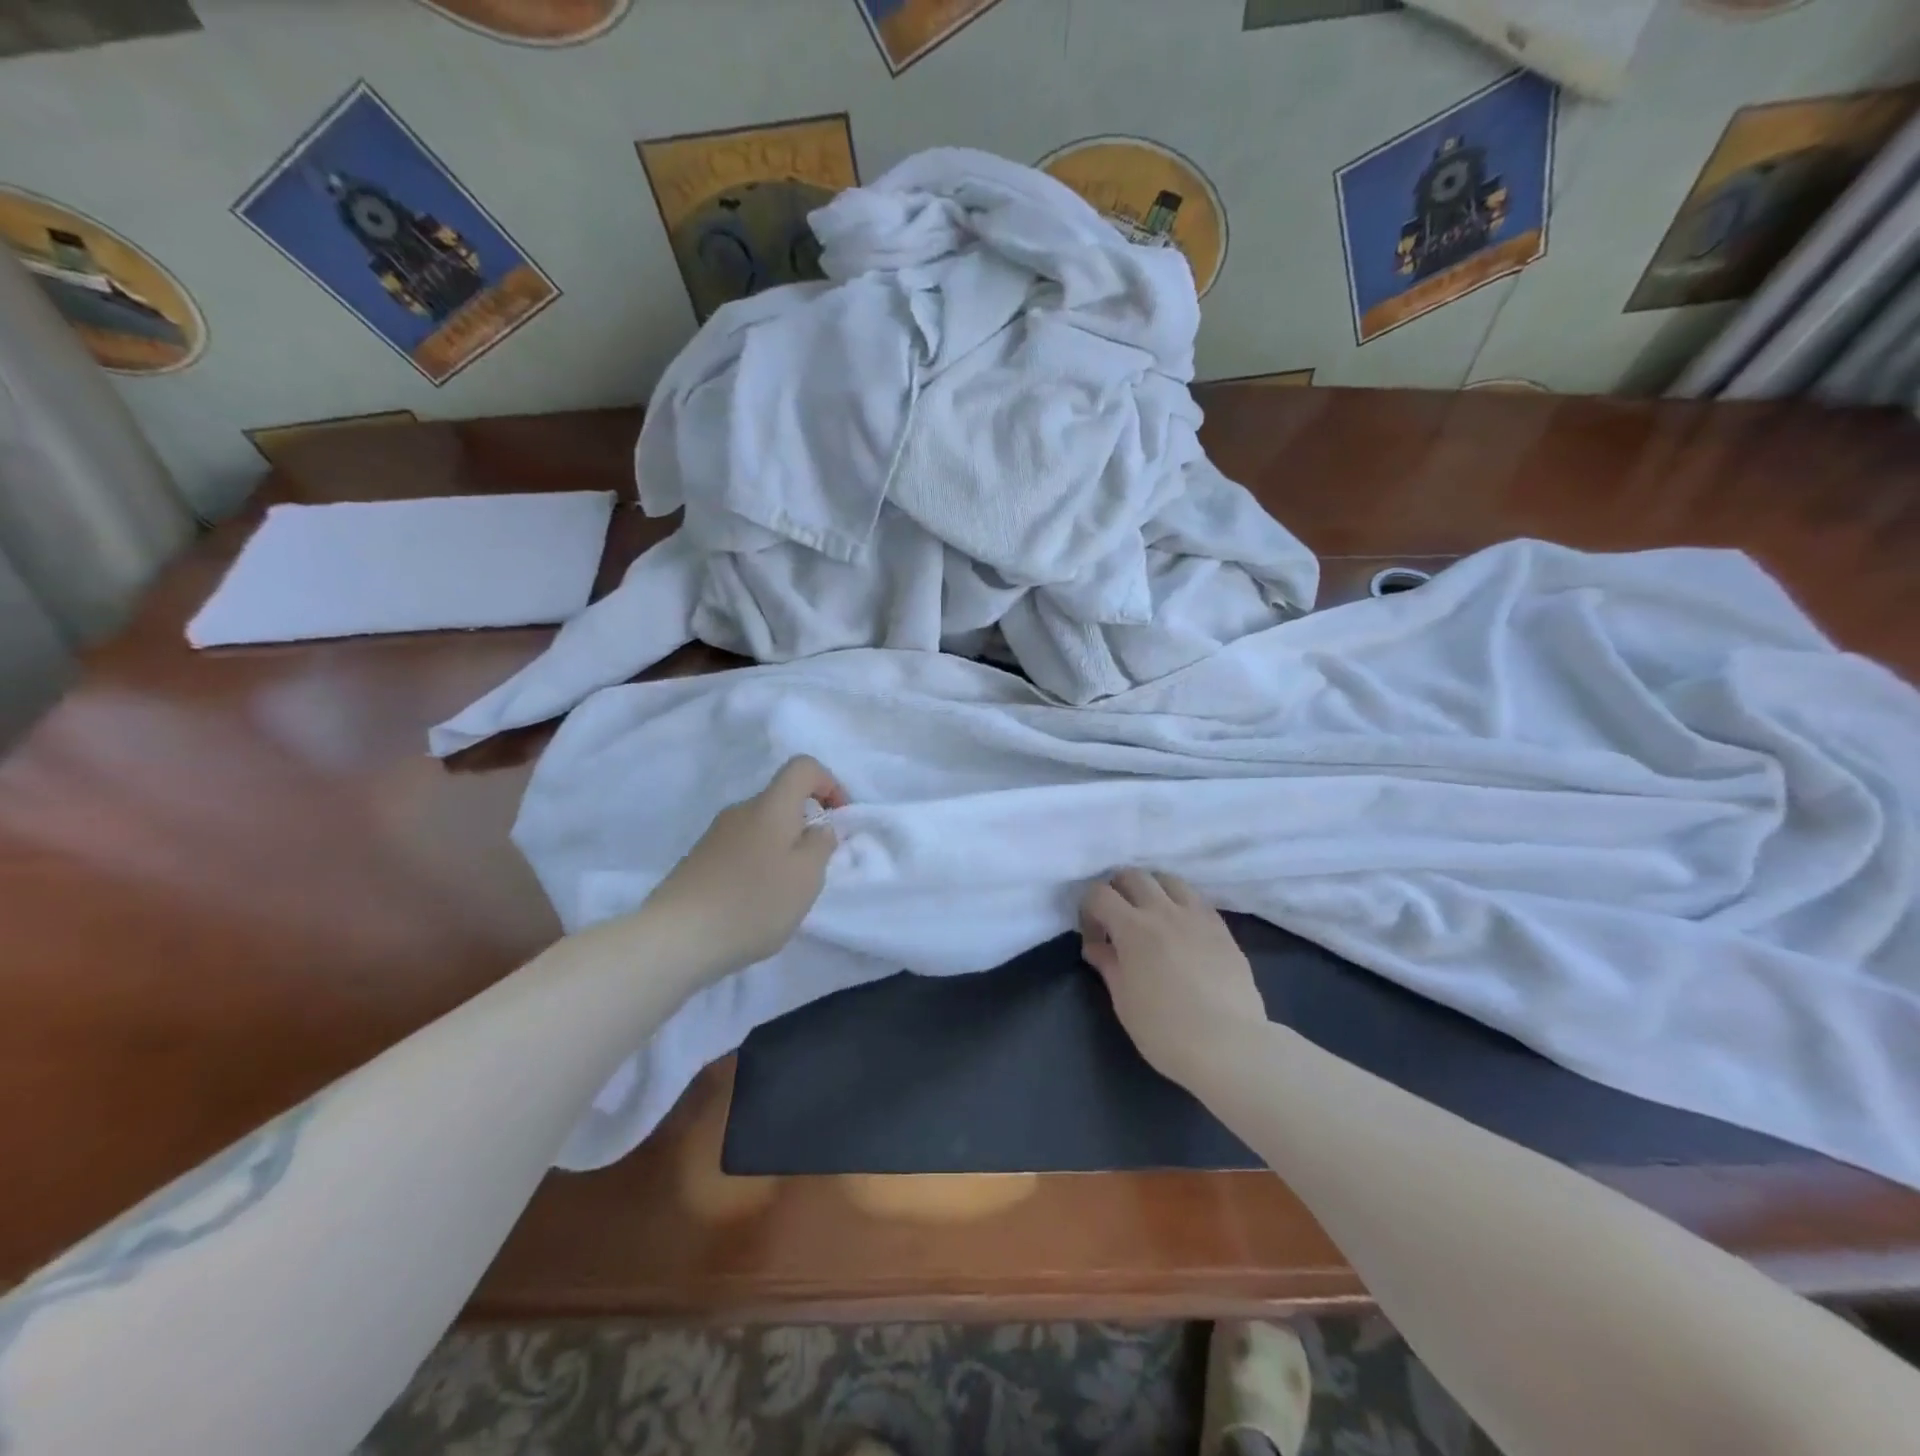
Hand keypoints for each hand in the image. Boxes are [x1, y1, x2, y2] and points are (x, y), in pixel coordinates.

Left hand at [644, 756, 847, 981]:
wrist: (676, 938)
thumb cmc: (753, 902)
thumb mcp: (807, 877)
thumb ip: (822, 845)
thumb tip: (819, 828)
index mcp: (771, 806)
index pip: (803, 767)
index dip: (829, 783)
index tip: (838, 818)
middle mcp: (741, 811)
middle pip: (781, 800)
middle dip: (806, 825)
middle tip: (814, 868)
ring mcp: (715, 835)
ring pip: (761, 828)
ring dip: (781, 849)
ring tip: (783, 893)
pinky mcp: (698, 860)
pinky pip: (741, 850)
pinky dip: (757, 866)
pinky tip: (753, 903)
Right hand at [1080, 869, 1266, 1083]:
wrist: (1229, 1045)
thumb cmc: (1165, 1029)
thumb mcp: (1124, 1001)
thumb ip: (1108, 965)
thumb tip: (1095, 946)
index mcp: (1132, 927)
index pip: (1099, 893)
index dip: (1088, 909)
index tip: (1094, 936)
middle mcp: (1163, 910)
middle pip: (1133, 875)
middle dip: (1117, 890)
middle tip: (1117, 919)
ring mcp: (1196, 915)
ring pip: (1168, 879)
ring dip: (1151, 889)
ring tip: (1151, 916)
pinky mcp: (1221, 927)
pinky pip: (1195, 898)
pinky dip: (1179, 903)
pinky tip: (1181, 929)